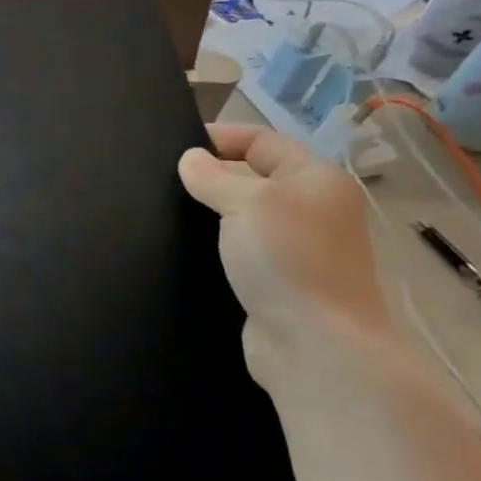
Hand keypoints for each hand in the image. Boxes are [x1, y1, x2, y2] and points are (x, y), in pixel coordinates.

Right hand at [178, 125, 393, 380]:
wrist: (315, 344)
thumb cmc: (286, 258)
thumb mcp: (245, 203)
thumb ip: (213, 177)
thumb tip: (190, 159)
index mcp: (315, 179)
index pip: (262, 141)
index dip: (221, 137)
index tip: (176, 146)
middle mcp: (311, 208)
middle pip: (254, 177)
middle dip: (211, 175)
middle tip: (164, 180)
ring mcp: (297, 247)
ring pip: (245, 215)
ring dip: (211, 212)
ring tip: (167, 211)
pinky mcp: (279, 280)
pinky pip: (242, 249)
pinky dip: (217, 244)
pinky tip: (187, 247)